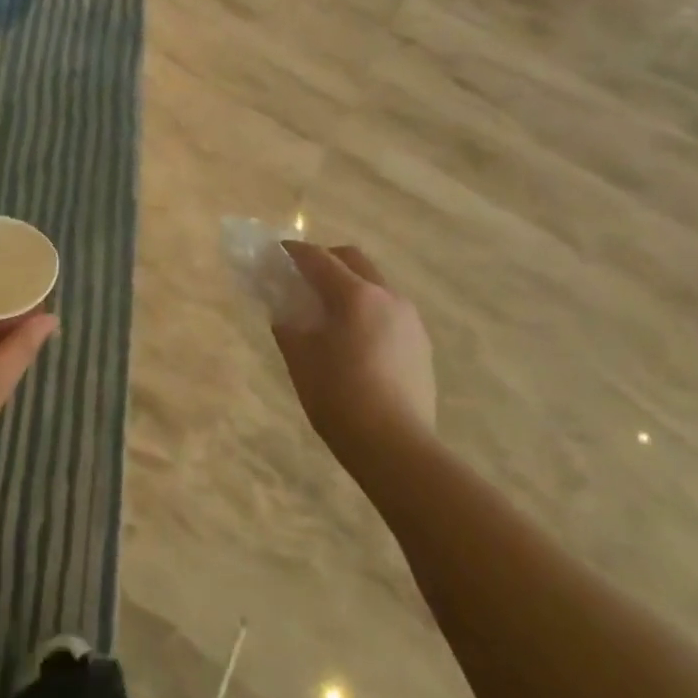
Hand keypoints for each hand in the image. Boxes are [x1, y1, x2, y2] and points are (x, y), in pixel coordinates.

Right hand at [273, 242, 435, 462]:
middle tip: (303, 276)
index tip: (277, 251)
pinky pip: (389, 311)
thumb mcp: (300, 359)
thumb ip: (288, 325)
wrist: (395, 445)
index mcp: (355, 295)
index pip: (319, 259)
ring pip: (375, 285)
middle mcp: (387, 296)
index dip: (294, 252)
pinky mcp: (421, 343)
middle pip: (353, 260)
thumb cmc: (338, 397)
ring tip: (329, 311)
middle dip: (326, 260)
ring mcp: (410, 319)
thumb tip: (284, 310)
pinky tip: (355, 338)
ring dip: (350, 285)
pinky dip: (367, 310)